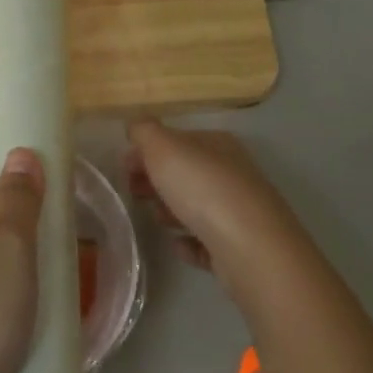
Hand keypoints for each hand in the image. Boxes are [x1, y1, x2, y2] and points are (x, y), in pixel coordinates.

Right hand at [124, 121, 309, 296]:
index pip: (178, 140)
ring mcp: (239, 212)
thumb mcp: (165, 148)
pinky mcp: (239, 247)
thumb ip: (145, 132)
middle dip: (157, 180)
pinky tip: (177, 245)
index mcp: (218, 144)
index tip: (123, 167)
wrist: (249, 246)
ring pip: (198, 207)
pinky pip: (208, 242)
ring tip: (155, 219)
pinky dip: (191, 242)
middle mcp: (233, 173)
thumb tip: (135, 125)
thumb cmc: (203, 189)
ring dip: (173, 210)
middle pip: (187, 173)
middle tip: (132, 192)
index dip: (148, 150)